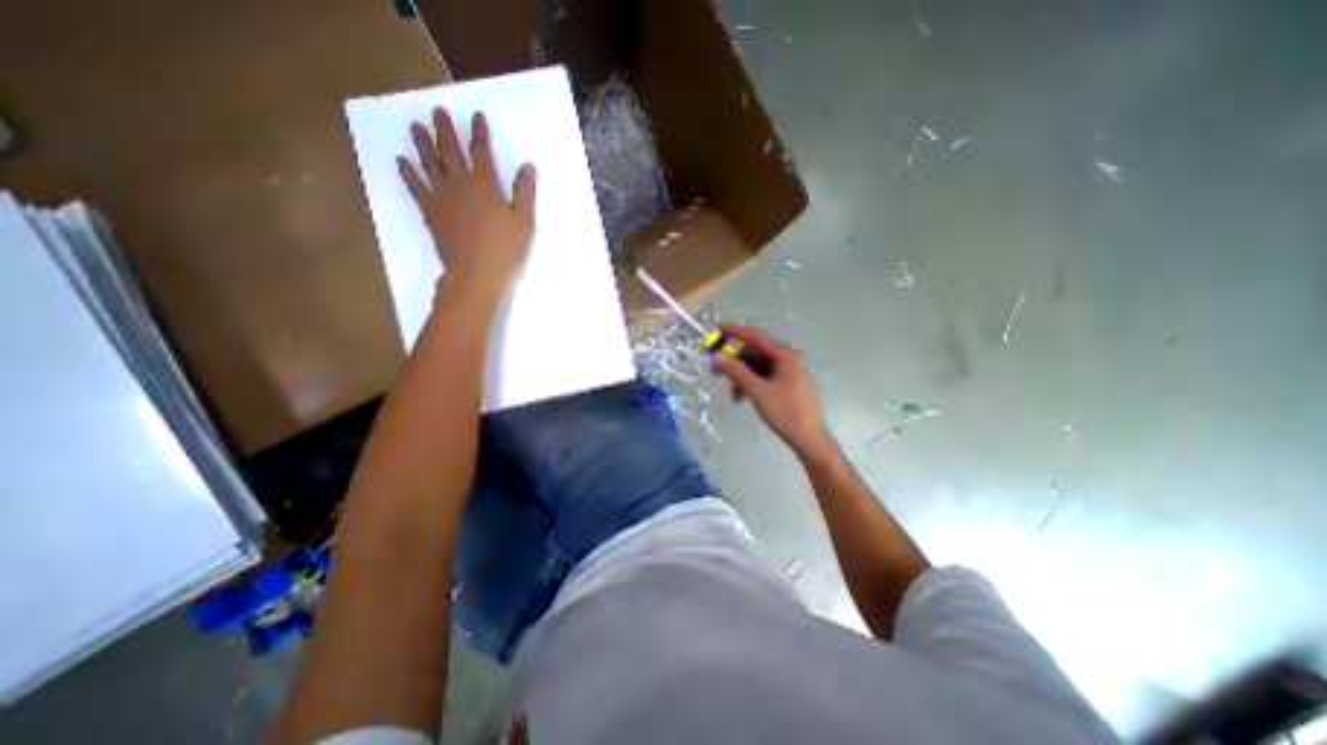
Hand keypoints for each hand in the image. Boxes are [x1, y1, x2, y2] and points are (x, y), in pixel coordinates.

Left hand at [397, 109, 535, 300]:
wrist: (476, 273)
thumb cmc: (506, 249)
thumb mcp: (524, 222)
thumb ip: (524, 192)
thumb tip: (527, 166)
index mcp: (485, 185)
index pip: (481, 151)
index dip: (479, 132)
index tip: (476, 116)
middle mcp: (460, 183)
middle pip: (451, 151)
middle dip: (445, 130)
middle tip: (437, 110)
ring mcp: (441, 197)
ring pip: (430, 163)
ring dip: (423, 144)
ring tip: (415, 126)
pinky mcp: (430, 212)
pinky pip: (416, 187)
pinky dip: (408, 173)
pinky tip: (401, 161)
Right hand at [716, 322, 838, 465]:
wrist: (808, 439)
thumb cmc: (785, 413)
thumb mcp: (757, 391)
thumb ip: (736, 371)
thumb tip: (717, 356)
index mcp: (786, 355)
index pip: (755, 337)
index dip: (734, 332)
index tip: (716, 328)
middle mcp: (788, 358)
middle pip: (755, 353)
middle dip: (736, 362)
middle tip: (717, 370)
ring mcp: (789, 371)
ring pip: (758, 366)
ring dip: (742, 376)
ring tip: (734, 394)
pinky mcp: (788, 383)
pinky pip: (764, 376)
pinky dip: (752, 383)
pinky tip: (744, 396)